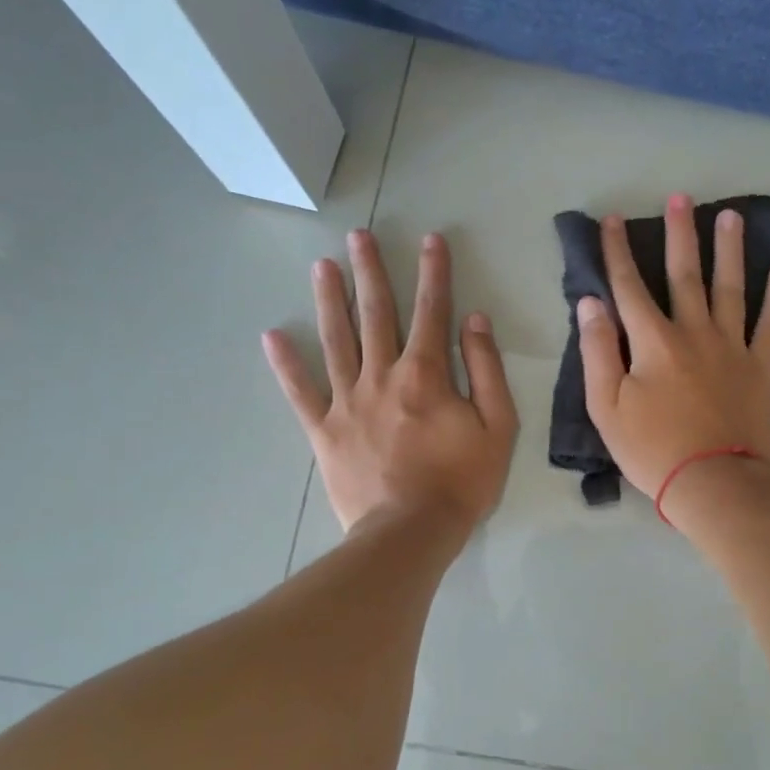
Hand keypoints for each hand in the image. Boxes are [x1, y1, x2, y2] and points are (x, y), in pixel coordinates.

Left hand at [263, 229, 516, 534]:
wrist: (410, 533)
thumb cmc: (461, 481)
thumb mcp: (497, 426)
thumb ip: (486, 370)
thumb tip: (474, 320)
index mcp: (426, 374)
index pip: (431, 311)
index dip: (433, 272)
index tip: (430, 239)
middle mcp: (381, 377)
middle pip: (375, 315)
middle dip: (370, 272)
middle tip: (358, 236)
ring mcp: (347, 402)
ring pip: (336, 341)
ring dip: (329, 301)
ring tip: (322, 266)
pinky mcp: (324, 431)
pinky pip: (301, 392)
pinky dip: (286, 365)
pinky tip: (272, 336)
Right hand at [578, 194, 769, 501]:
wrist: (714, 483)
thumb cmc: (652, 450)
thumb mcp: (607, 407)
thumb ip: (598, 351)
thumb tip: (591, 303)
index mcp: (652, 342)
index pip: (628, 286)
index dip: (617, 251)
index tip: (612, 220)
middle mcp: (694, 332)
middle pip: (684, 274)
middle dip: (680, 234)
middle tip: (682, 197)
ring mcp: (732, 347)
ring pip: (730, 287)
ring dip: (730, 250)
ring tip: (732, 216)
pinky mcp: (761, 367)